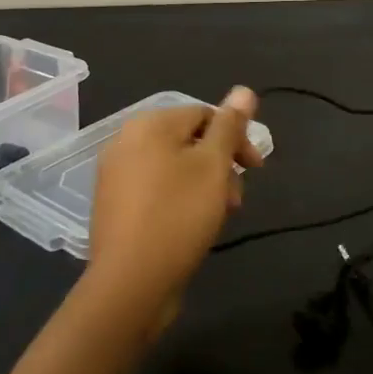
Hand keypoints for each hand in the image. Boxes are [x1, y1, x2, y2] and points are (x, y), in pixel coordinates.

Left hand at [84, 87, 261, 332]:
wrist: (130, 284)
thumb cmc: (178, 215)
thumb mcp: (213, 166)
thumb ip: (230, 125)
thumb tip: (244, 89)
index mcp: (149, 125)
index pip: (205, 114)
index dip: (236, 138)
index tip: (257, 169)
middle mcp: (126, 142)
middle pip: (190, 141)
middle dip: (221, 165)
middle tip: (237, 199)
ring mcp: (116, 176)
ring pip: (175, 168)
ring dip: (205, 185)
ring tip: (219, 216)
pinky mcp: (115, 207)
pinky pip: (157, 190)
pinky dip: (181, 200)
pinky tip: (193, 226)